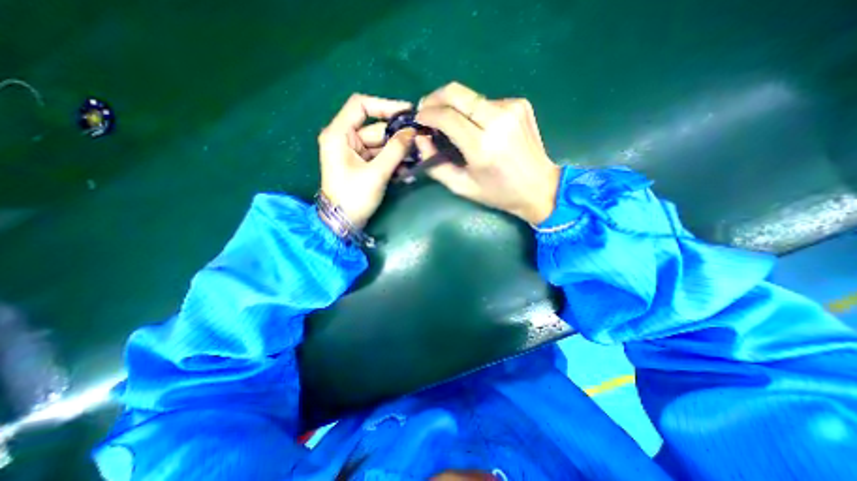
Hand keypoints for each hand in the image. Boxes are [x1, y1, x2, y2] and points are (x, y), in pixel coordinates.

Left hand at [318, 93, 418, 228]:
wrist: (343, 223)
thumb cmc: (354, 197)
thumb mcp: (376, 173)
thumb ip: (395, 150)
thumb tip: (412, 131)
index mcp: (339, 134)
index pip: (361, 105)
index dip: (385, 106)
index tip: (408, 113)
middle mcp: (345, 139)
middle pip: (376, 128)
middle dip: (398, 137)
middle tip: (421, 143)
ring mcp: (354, 153)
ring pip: (381, 144)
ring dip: (398, 152)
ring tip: (417, 159)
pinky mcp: (361, 165)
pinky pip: (380, 156)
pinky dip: (393, 161)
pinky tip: (407, 170)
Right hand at [415, 83, 562, 225]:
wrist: (539, 187)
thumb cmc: (498, 193)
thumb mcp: (462, 187)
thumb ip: (436, 165)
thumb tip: (420, 139)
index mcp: (482, 146)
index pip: (446, 117)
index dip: (427, 114)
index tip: (418, 119)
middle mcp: (498, 121)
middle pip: (456, 93)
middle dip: (435, 98)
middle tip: (425, 109)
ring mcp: (512, 108)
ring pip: (470, 96)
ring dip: (454, 106)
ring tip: (450, 122)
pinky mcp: (520, 104)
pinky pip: (486, 101)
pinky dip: (474, 111)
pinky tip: (477, 126)